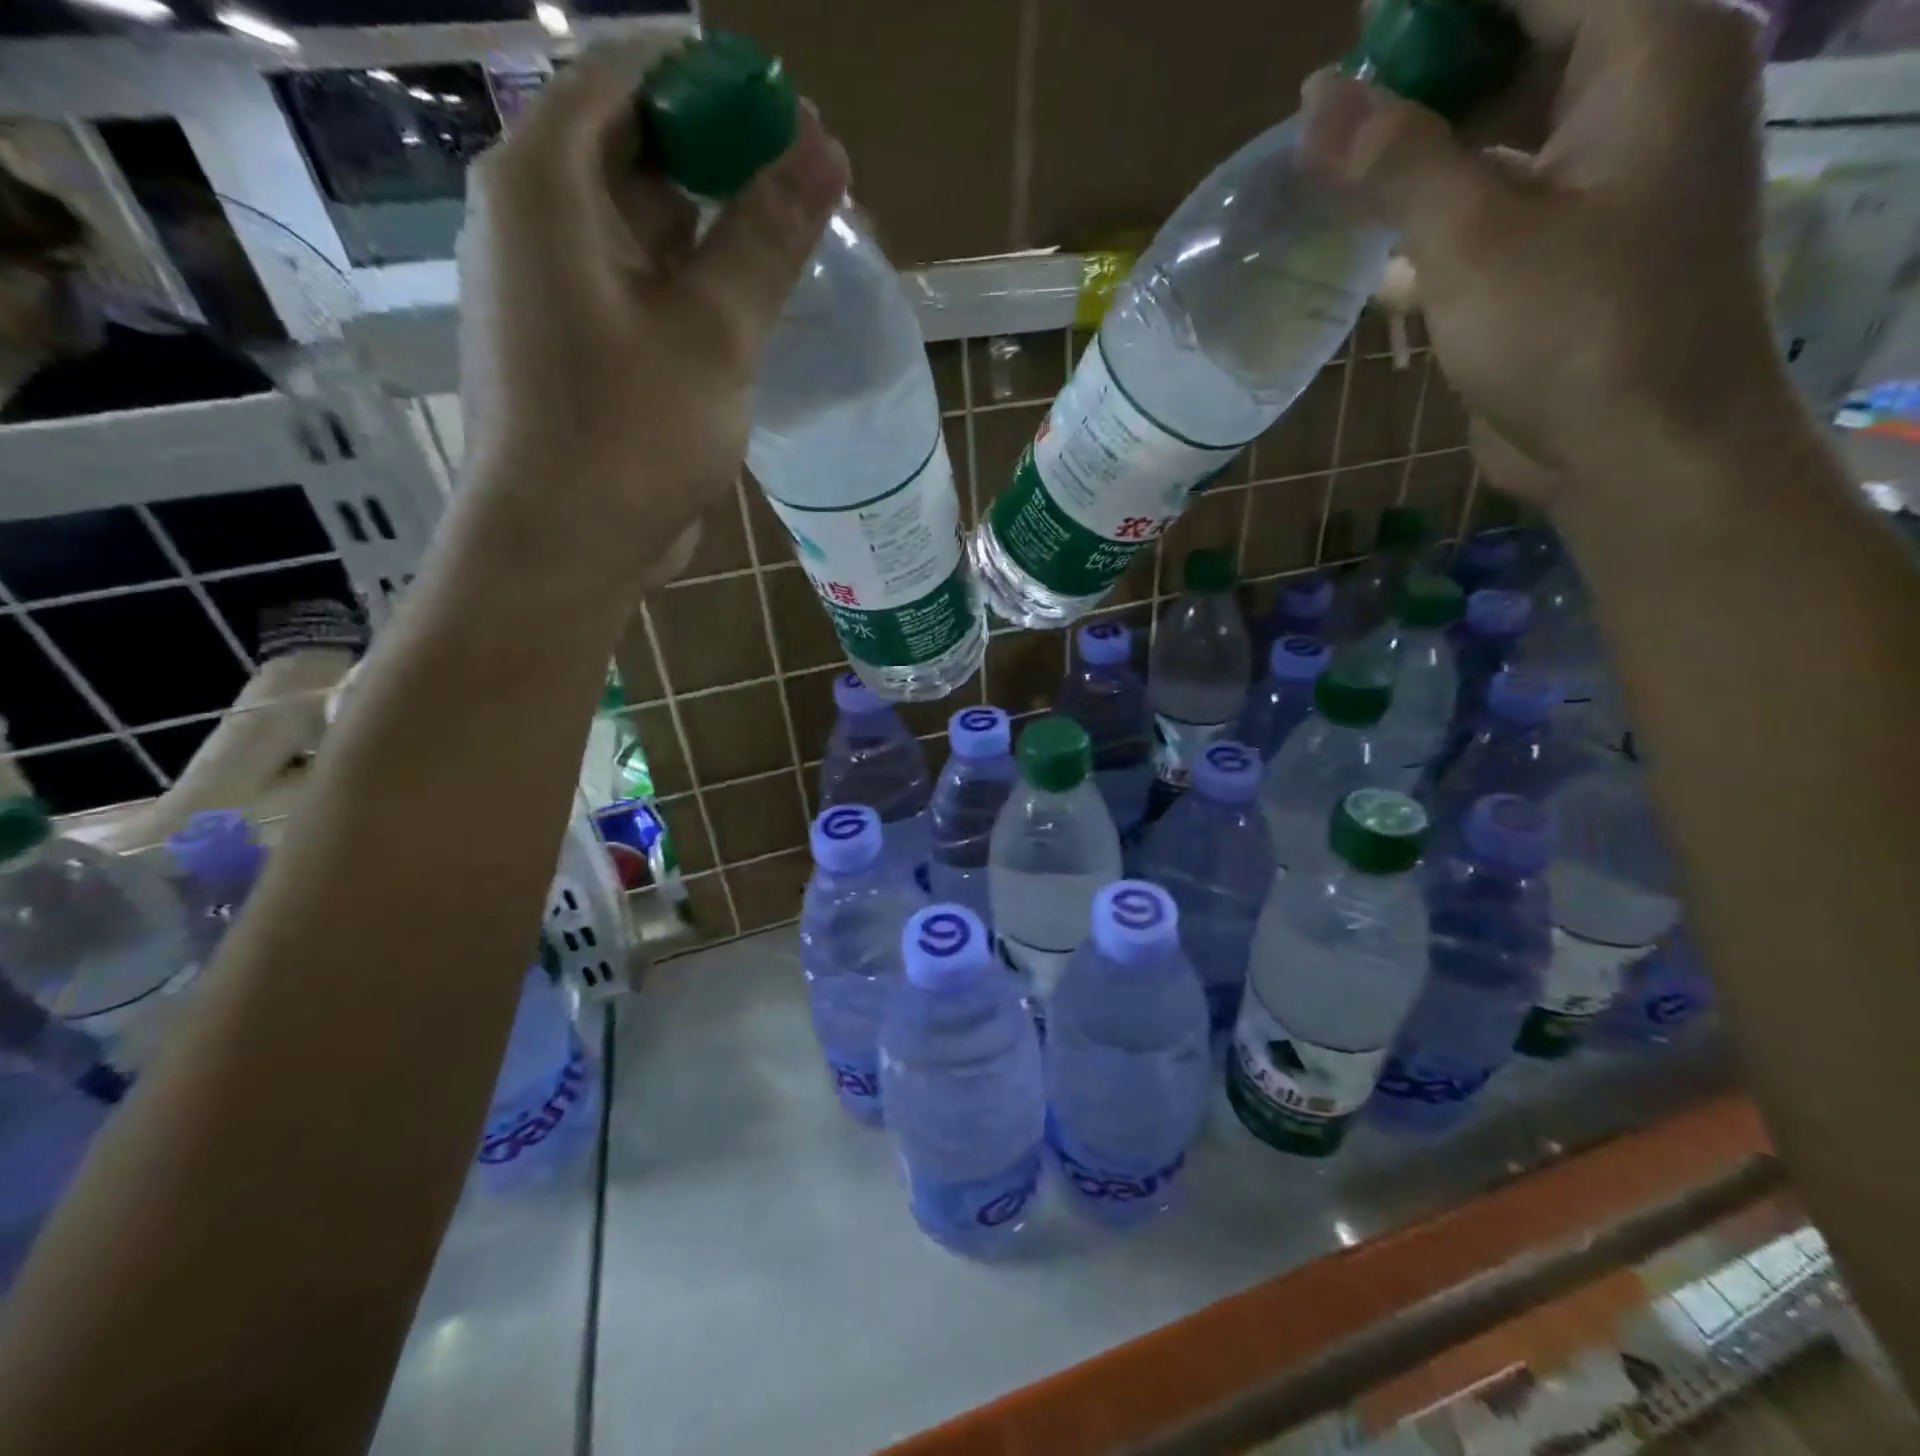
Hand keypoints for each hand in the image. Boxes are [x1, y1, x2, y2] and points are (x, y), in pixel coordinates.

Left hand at [455, 41, 849, 584]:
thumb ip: (767, 236)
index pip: (628, 78)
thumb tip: (825, 150)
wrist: (566, 546)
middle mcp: (534, 221)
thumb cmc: (631, 432)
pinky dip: (691, 286)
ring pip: (642, 228)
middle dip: (722, 159)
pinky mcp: (577, 347)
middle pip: (634, 150)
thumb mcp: (713, 331)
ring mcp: (552, 289)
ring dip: (714, 230)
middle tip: (807, 185)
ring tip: (792, 244)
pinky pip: (638, 288)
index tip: (788, 112)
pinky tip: (747, 308)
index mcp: (546, 184)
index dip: (712, 83)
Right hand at [1302, 0, 1796, 513]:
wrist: (1633, 449)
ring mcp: (1606, 179)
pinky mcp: (1569, 250)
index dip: (1435, 12)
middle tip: (1328, 122)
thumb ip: (1396, 159)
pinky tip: (1375, 255)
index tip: (1352, 47)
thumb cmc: (1570, 329)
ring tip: (1333, 181)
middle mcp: (1641, 97)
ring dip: (1419, 160)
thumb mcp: (1471, 236)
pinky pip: (1496, 206)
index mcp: (1651, 51)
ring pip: (1500, 134)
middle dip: (1420, 83)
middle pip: (1519, 48)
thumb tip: (1317, 94)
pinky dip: (1436, 223)